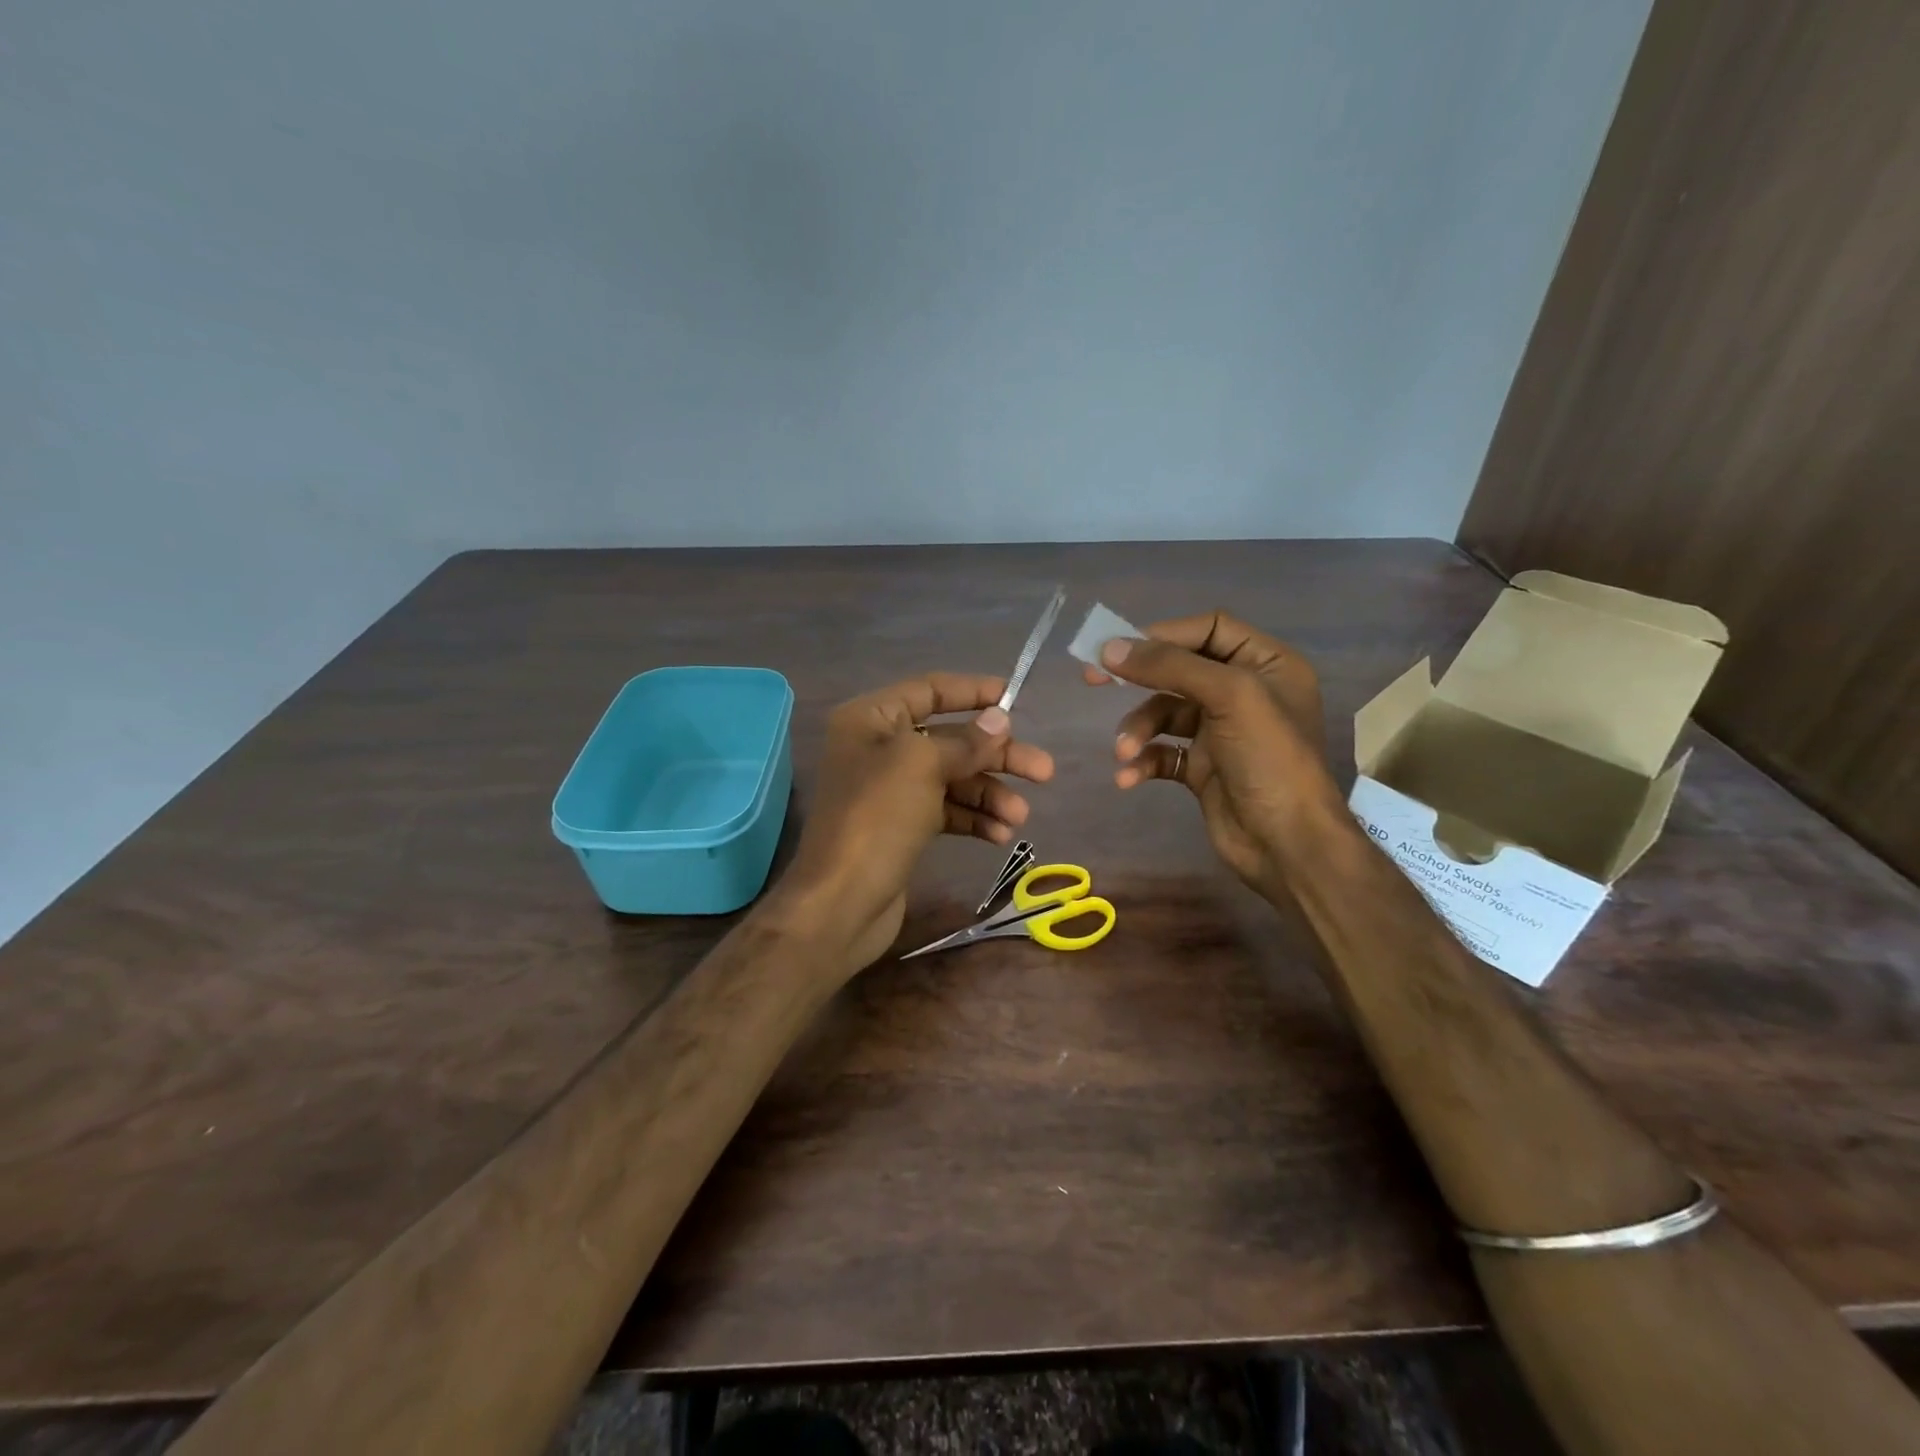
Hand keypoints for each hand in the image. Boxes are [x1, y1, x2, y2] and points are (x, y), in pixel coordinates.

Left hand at [773, 673, 1054, 973]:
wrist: (841, 902)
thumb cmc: (877, 818)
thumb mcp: (922, 765)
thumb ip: (965, 741)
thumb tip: (999, 719)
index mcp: (872, 719)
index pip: (929, 690)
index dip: (973, 691)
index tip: (1015, 698)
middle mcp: (879, 749)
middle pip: (950, 739)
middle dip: (996, 756)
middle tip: (1043, 771)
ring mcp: (891, 791)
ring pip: (953, 779)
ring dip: (989, 794)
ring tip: (1019, 817)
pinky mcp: (902, 827)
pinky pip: (946, 811)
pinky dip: (973, 819)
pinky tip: (999, 835)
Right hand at [1083, 612, 1339, 890]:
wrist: (1287, 843)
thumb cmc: (1269, 758)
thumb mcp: (1228, 696)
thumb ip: (1170, 666)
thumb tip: (1109, 648)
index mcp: (1267, 664)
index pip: (1209, 629)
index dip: (1164, 634)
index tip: (1119, 646)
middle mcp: (1246, 692)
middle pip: (1179, 669)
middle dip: (1138, 678)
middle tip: (1092, 678)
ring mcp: (1222, 732)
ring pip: (1165, 713)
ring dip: (1138, 729)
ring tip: (1124, 750)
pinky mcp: (1203, 768)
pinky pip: (1163, 752)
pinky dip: (1143, 760)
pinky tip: (1128, 776)